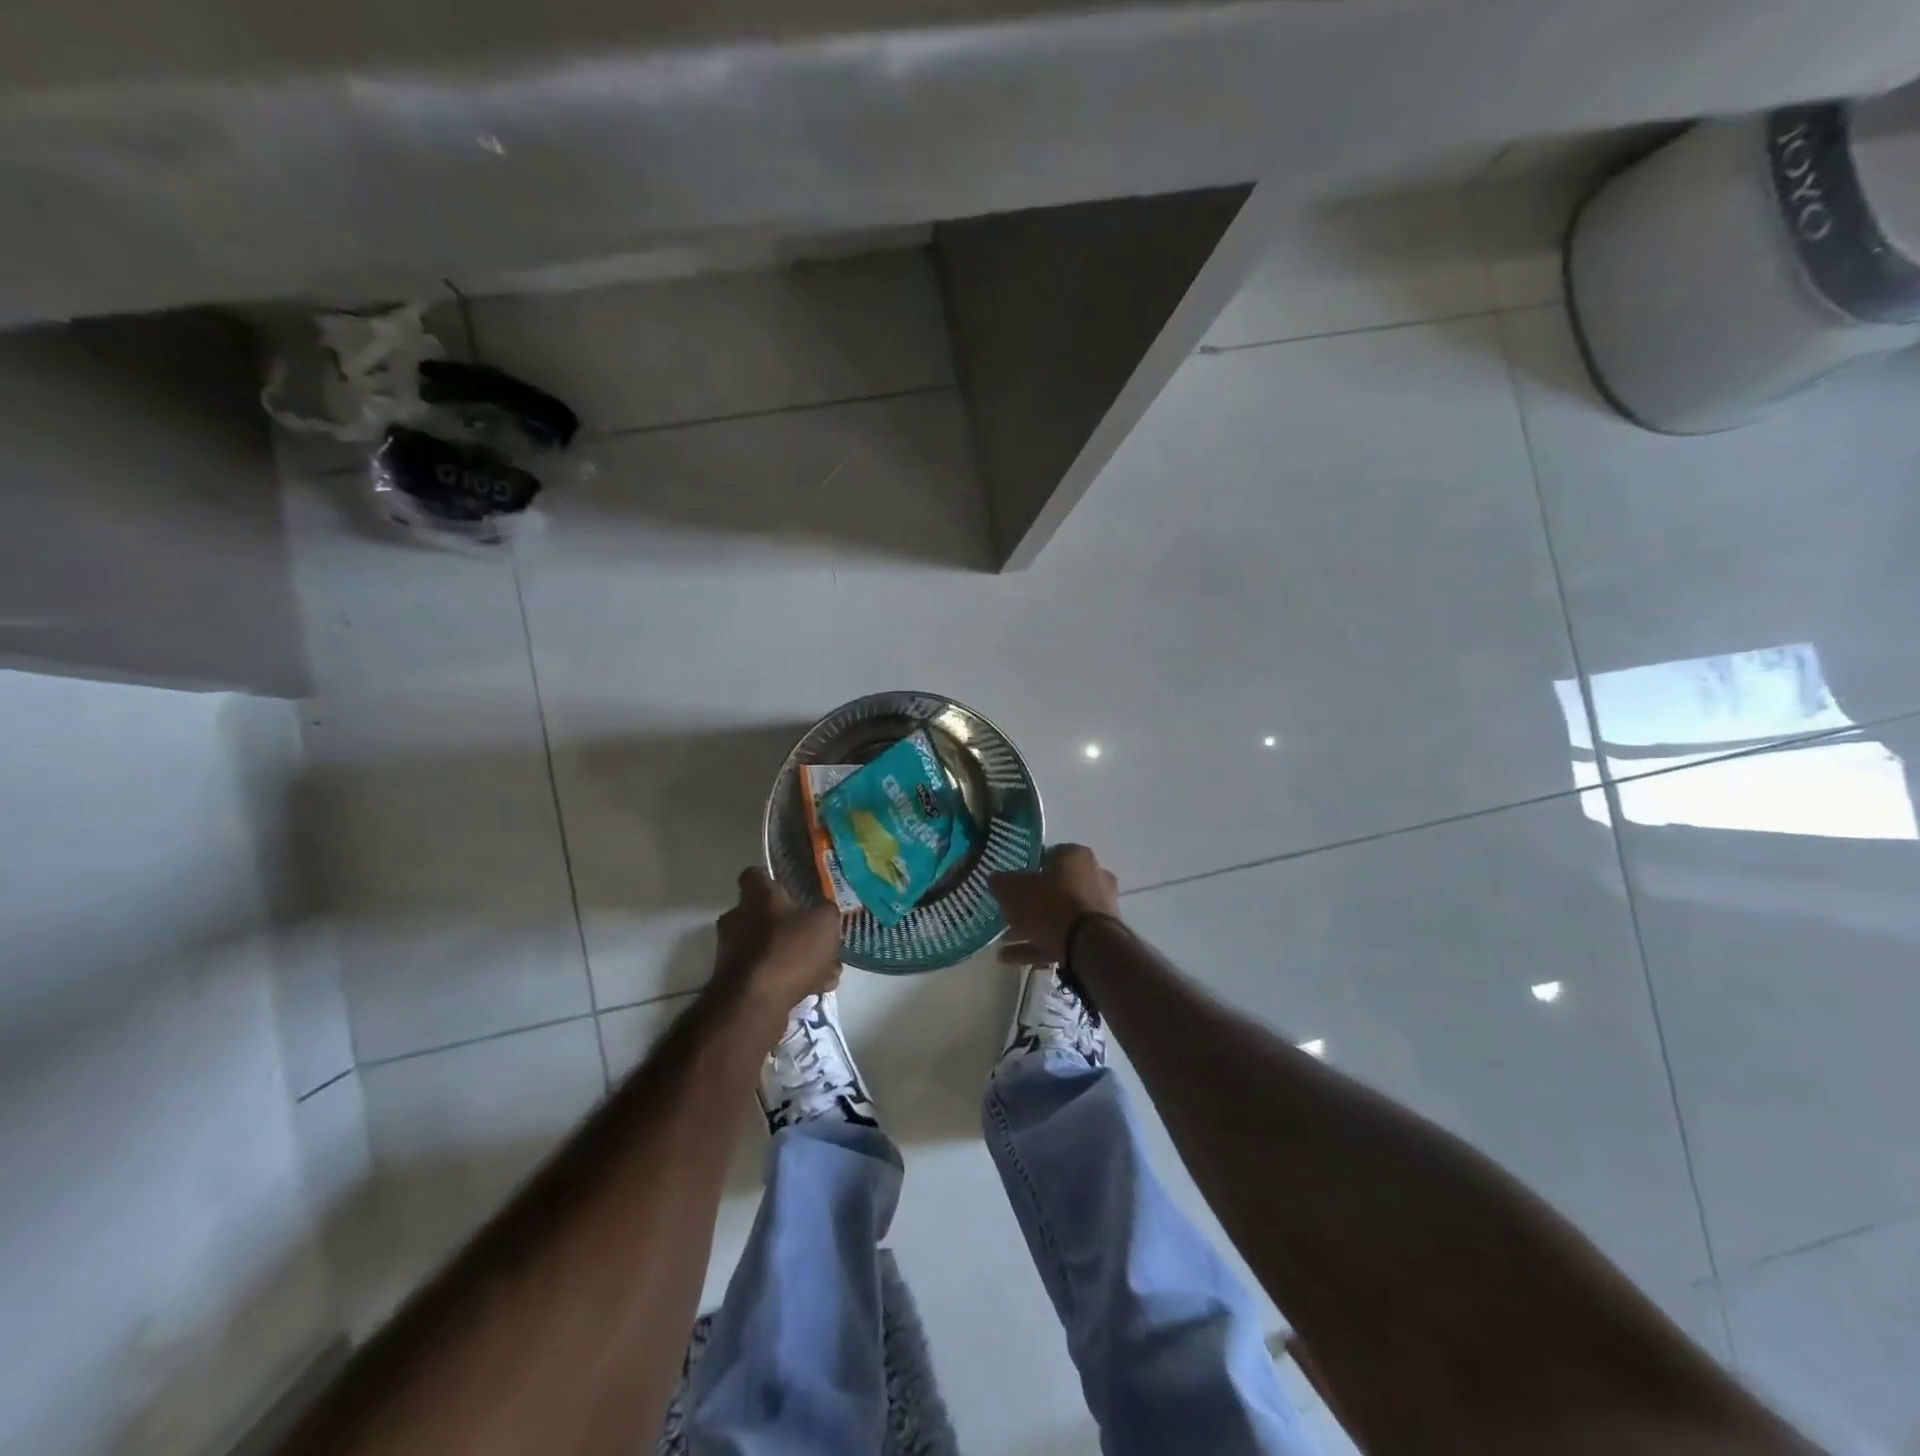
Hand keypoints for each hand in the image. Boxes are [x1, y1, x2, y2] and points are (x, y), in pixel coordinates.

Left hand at [709, 868, 842, 1030]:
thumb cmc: (789, 950)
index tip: (790, 890)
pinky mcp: (735, 983)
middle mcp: (737, 919)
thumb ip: (826, 913)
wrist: (754, 1004)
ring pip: (770, 948)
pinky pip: (767, 974)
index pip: (754, 875)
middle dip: (791, 927)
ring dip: (795, 958)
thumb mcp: (825, 923)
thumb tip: (823, 914)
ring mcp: (732, 952)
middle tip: (817, 939)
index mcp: (756, 897)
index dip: (772, 881)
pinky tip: (815, 990)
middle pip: (764, 915)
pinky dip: (788, 980)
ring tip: (827, 972)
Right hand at [990, 843, 1119, 967]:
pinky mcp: (1099, 936)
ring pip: (1058, 915)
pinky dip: (1039, 945)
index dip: (1025, 870)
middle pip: (1054, 888)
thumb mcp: (1013, 891)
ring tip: (1003, 941)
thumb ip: (1002, 883)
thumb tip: (995, 879)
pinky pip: (1063, 937)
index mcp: (1075, 856)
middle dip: (1028, 904)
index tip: (1009, 885)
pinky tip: (1011, 957)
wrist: (1088, 946)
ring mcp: (1098, 908)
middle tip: (1006, 915)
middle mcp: (1093, 877)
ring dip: (1031, 928)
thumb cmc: (1049, 905)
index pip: (1047, 856)